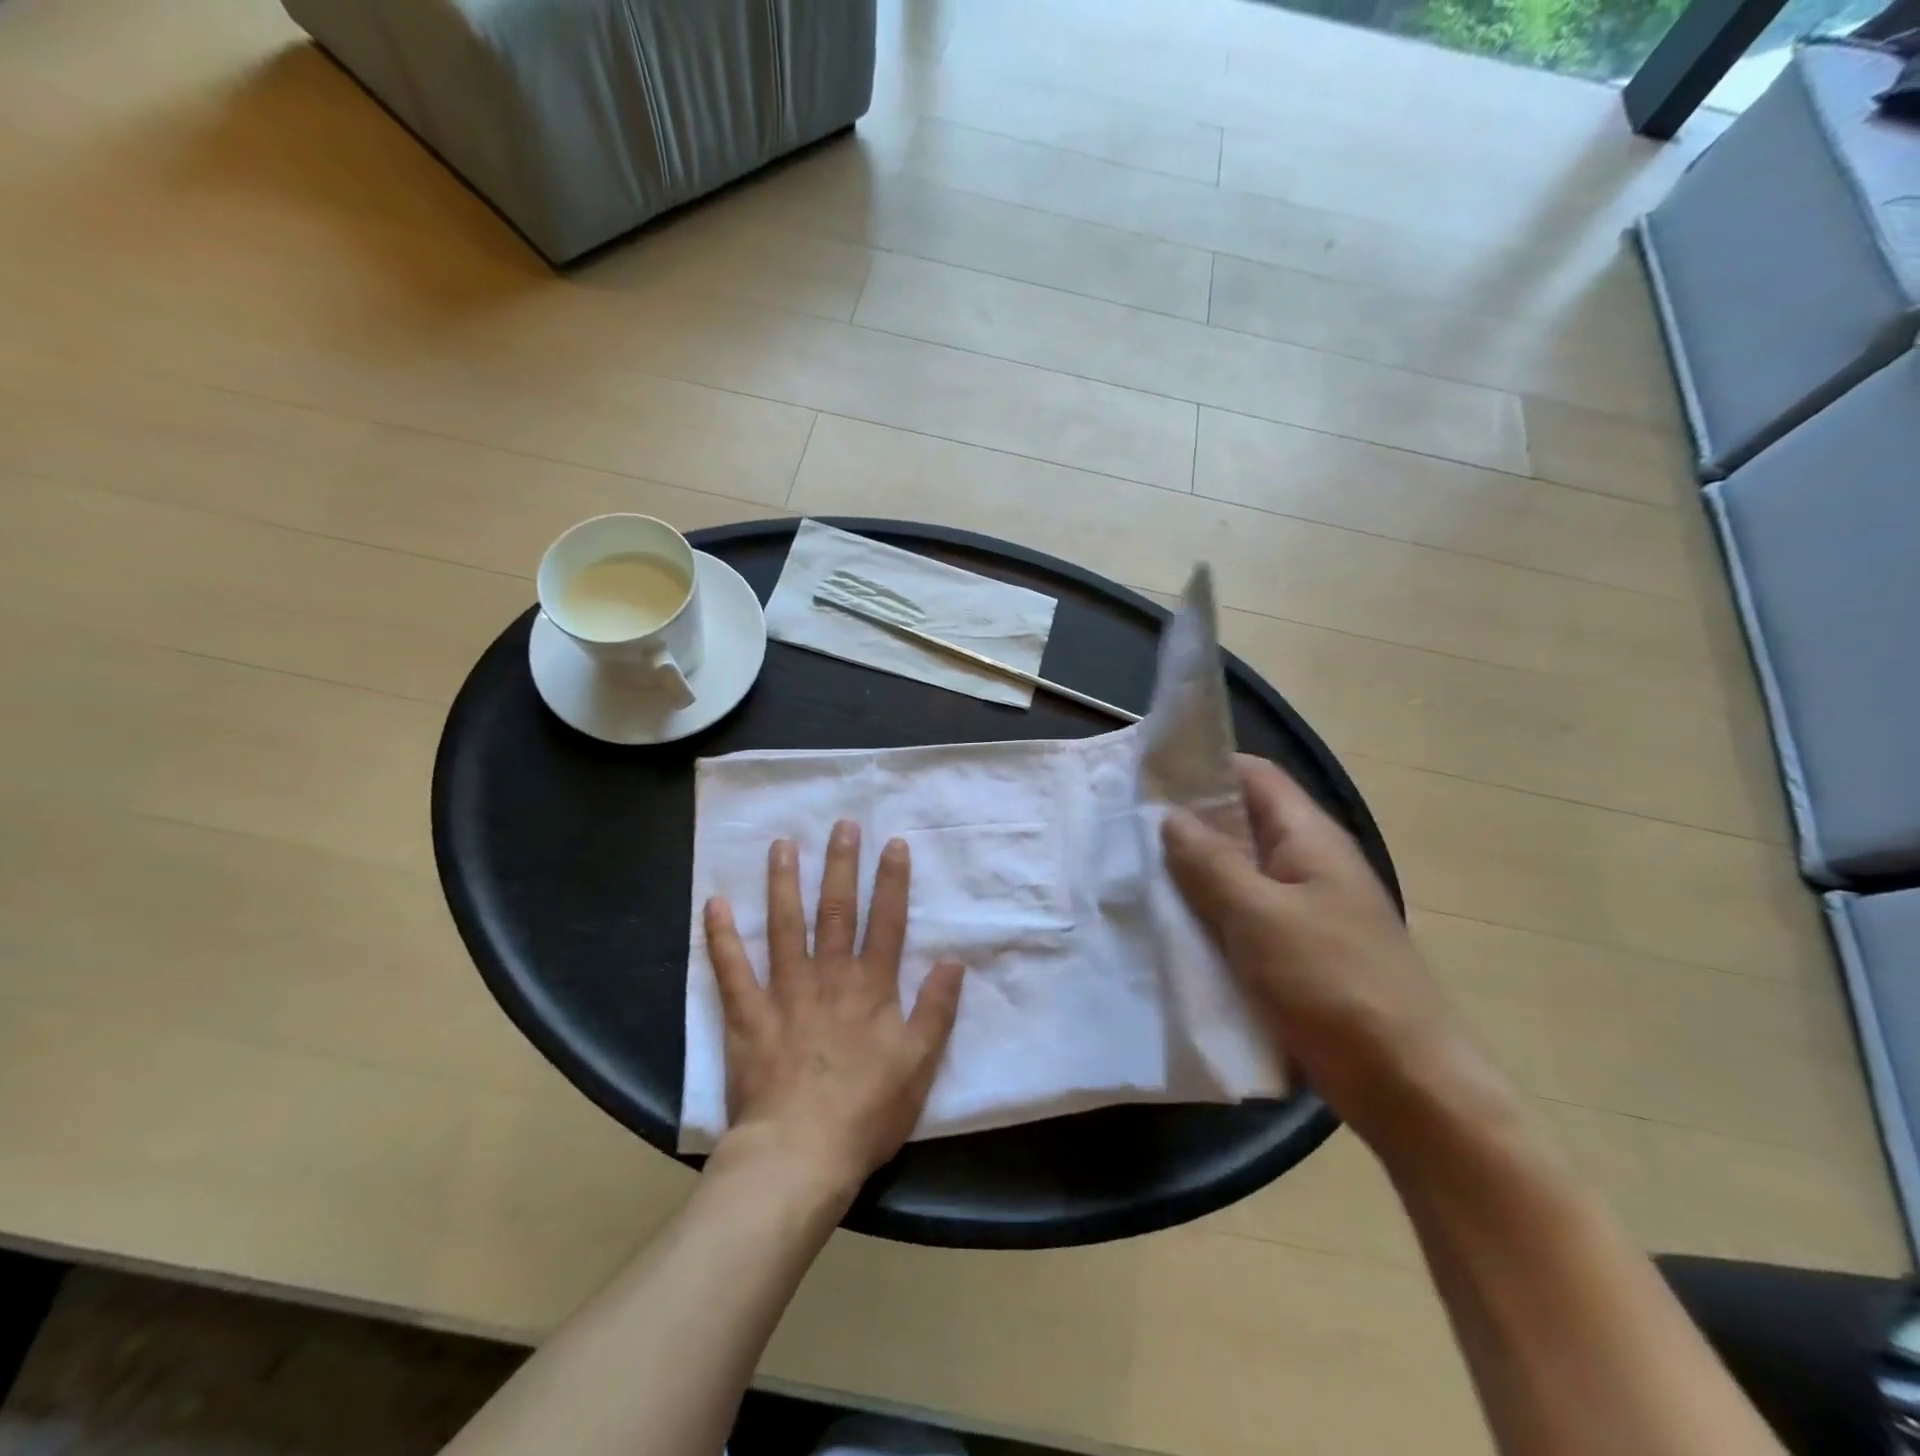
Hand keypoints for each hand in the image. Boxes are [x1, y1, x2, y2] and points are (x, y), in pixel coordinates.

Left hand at [703, 821, 965, 1197]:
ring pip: (784, 926)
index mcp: (871, 988)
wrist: (801, 1154)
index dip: (891, 882)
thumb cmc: (866, 1112)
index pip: (886, 923)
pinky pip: (731, 969)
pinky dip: (721, 936)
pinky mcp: (747, 1015)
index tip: (892, 844)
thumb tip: (952, 962)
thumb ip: (936, 1010)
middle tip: (840, 825)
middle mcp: (829, 977)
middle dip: (841, 866)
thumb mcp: (919, 1064)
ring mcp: (784, 992)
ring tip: (782, 845)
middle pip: (836, 911)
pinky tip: (714, 903)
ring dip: (784, 883)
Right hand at [1161, 755, 1503, 1147]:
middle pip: (1241, 824)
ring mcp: (1304, 910)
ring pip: (1237, 874)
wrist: (1405, 1085)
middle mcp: (1308, 864)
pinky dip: (1208, 915)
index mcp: (1309, 838)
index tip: (1147, 777)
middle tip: (1127, 830)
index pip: (1253, 776)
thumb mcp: (1260, 916)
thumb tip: (1171, 817)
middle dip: (1187, 824)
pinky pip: (1243, 917)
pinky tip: (1169, 927)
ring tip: (1136, 875)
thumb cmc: (1333, 984)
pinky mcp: (1296, 952)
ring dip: (1193, 873)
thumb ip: (1211, 862)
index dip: (1203, 768)